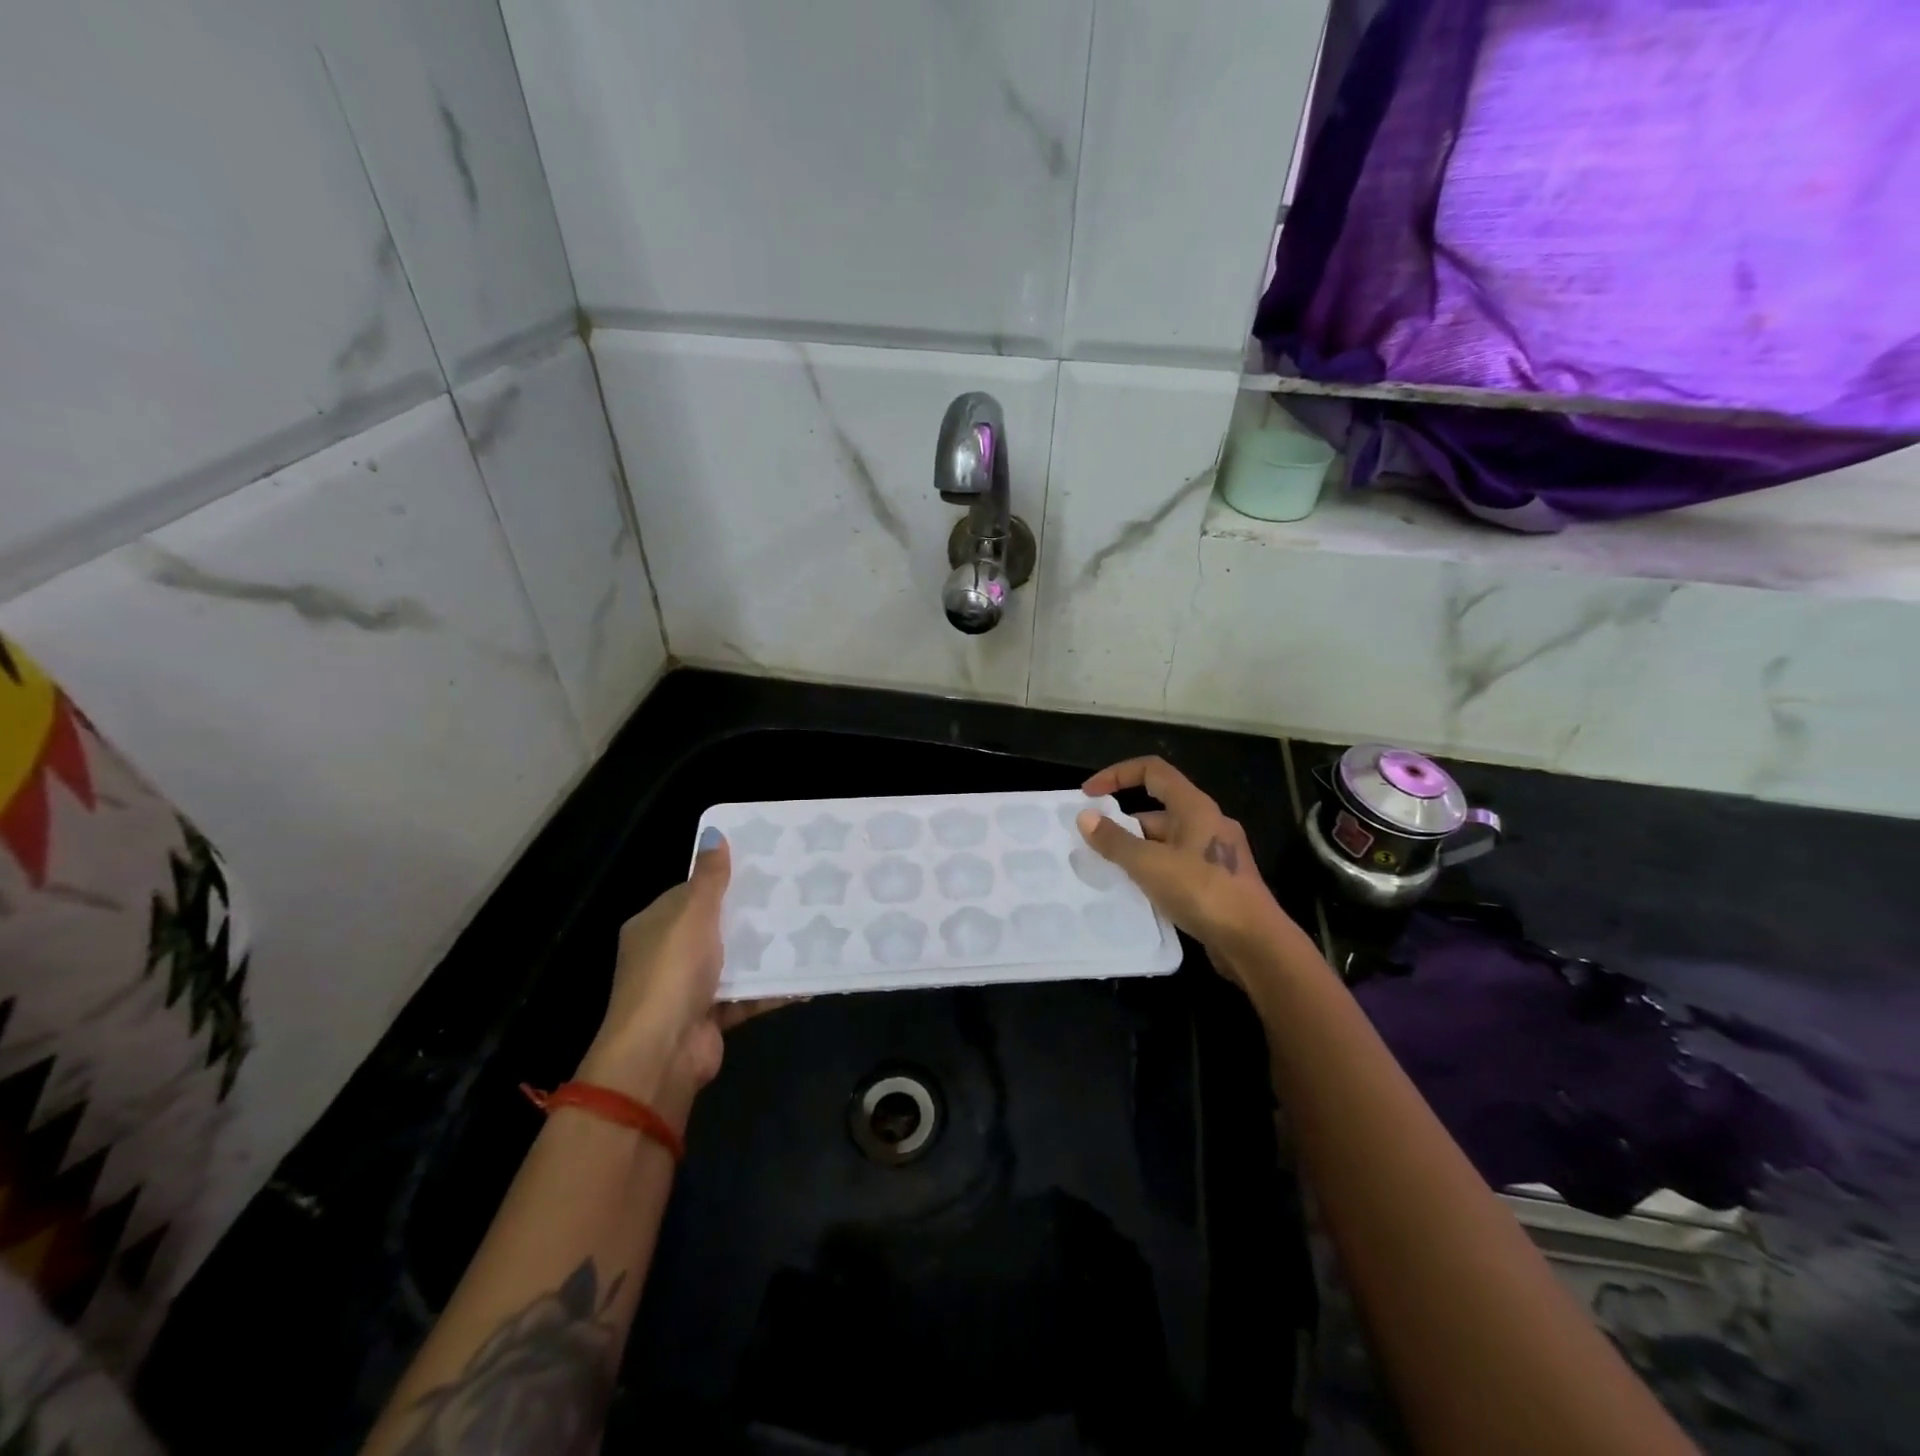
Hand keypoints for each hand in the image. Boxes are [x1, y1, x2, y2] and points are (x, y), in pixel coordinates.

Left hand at [577, 829, 782, 1122]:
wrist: (661, 1053)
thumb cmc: (672, 972)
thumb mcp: (692, 914)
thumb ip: (709, 878)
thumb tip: (714, 833)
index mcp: (654, 926)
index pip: (689, 894)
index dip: (721, 880)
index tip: (761, 867)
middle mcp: (668, 956)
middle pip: (715, 927)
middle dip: (750, 915)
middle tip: (794, 894)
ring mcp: (690, 989)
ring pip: (734, 962)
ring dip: (765, 952)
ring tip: (807, 929)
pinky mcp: (712, 1017)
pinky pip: (748, 995)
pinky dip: (773, 988)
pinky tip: (806, 977)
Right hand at [1075, 757, 1304, 983]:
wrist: (1254, 943)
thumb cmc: (1203, 892)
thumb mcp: (1149, 864)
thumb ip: (1114, 840)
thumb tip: (1086, 817)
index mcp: (1195, 807)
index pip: (1152, 771)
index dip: (1117, 775)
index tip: (1088, 795)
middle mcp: (1207, 823)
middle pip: (1156, 809)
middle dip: (1122, 824)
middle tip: (1092, 845)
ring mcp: (1214, 853)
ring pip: (1165, 841)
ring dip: (1136, 851)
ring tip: (1106, 871)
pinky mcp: (1216, 881)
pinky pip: (1175, 865)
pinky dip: (1152, 871)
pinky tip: (1135, 892)